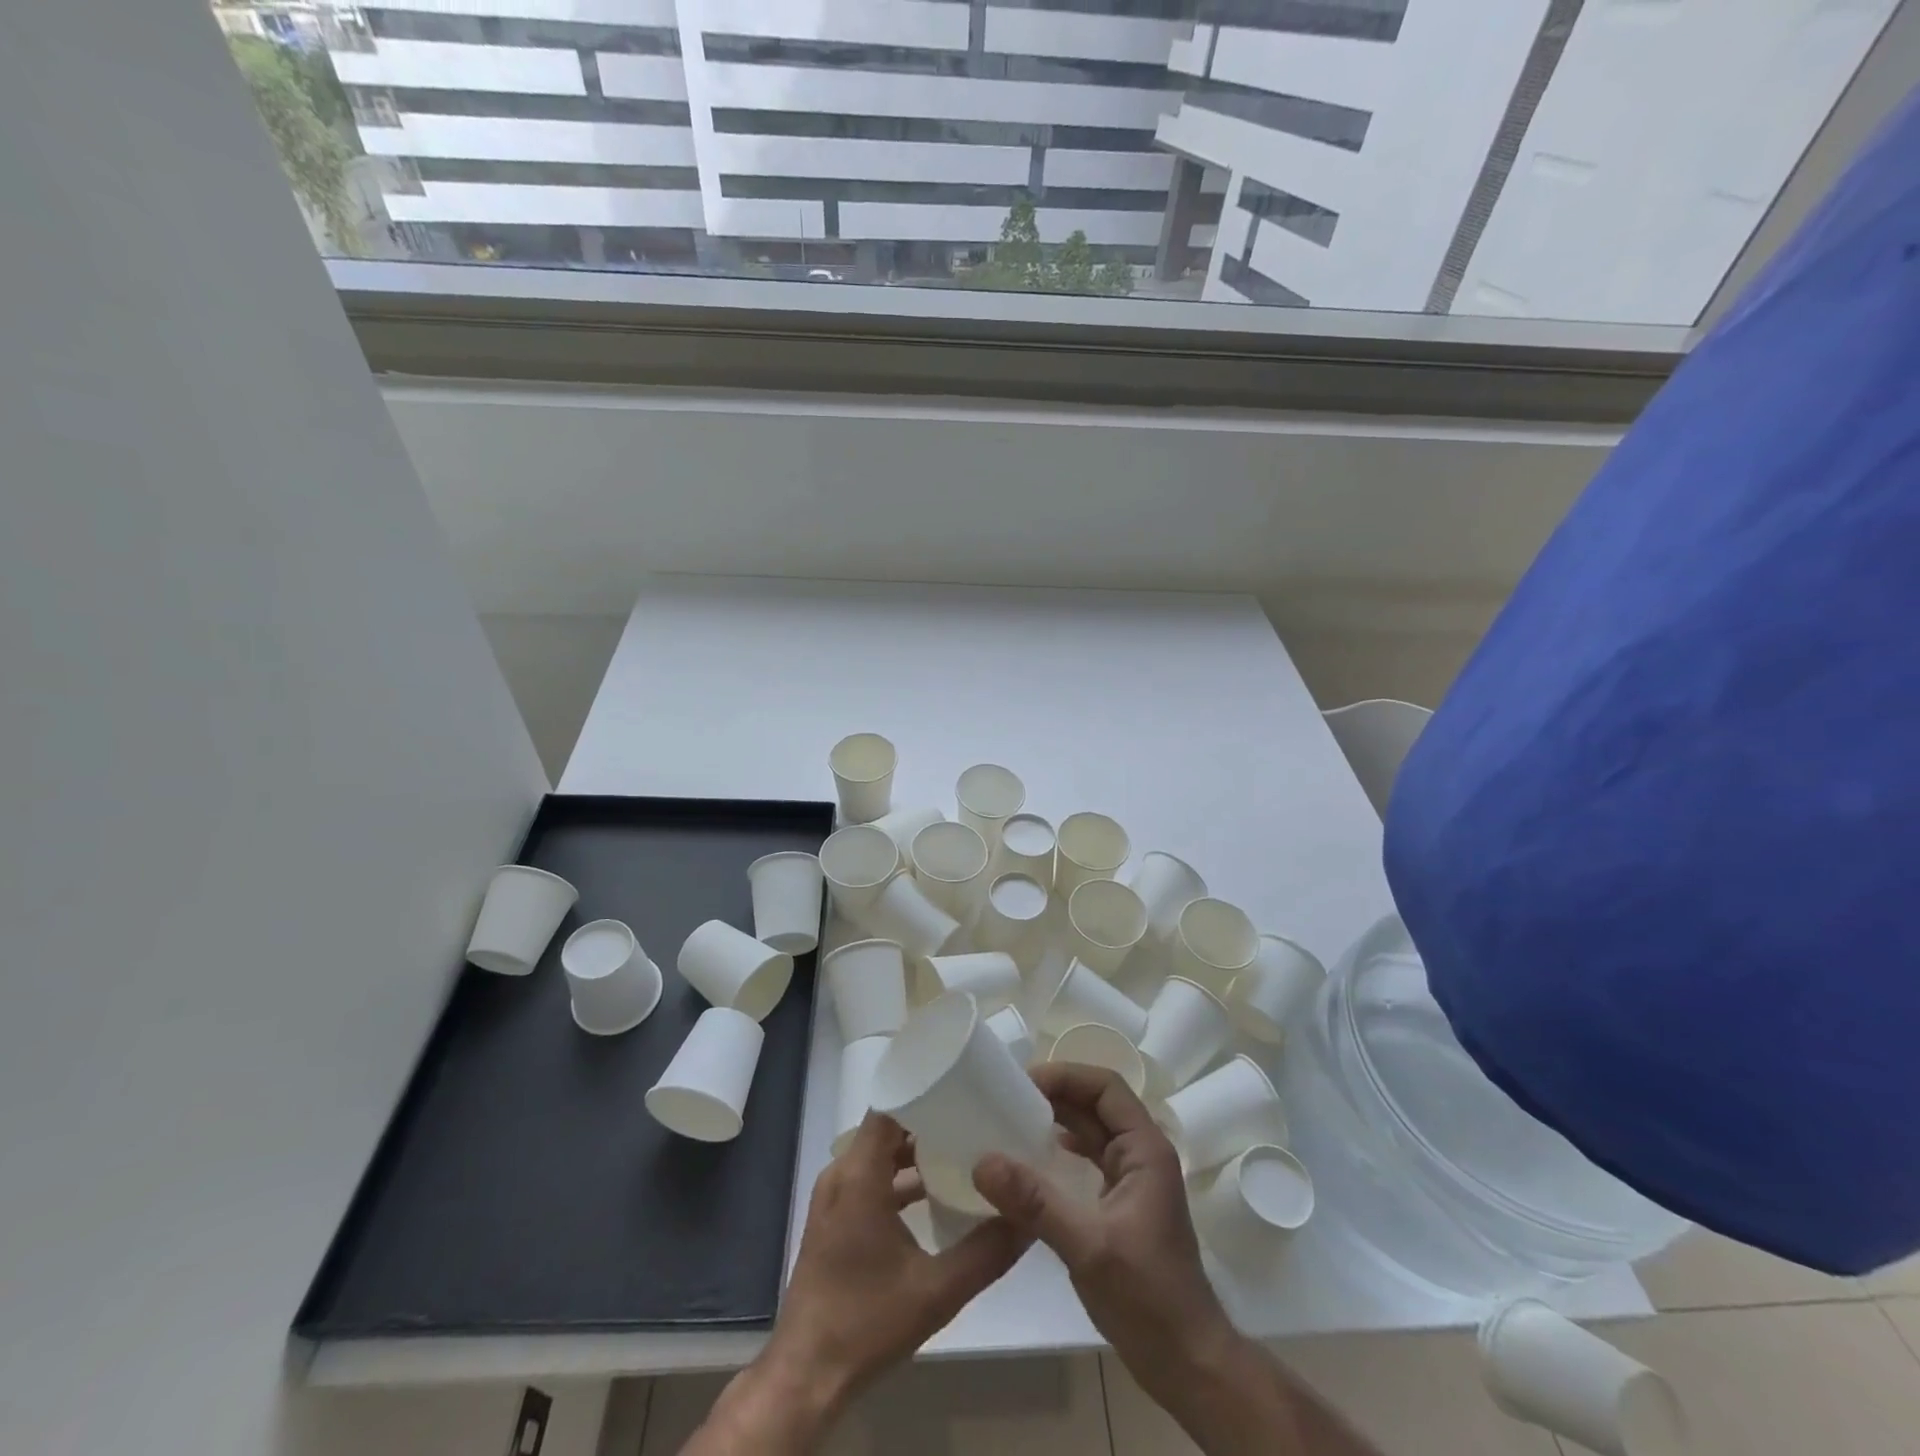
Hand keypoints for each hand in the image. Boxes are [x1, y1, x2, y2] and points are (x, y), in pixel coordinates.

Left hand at [697, 1112, 1026, 1452]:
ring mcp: (834, 1197)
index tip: (963, 1089)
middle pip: (887, 1127)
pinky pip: (868, 1177)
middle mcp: (841, 1174)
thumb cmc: (867, 1321)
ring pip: (877, 1154)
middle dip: (928, 1120)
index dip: (924, 1092)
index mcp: (859, 1175)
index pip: (890, 1107)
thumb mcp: (936, 1291)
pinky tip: (933, 1193)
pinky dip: (897, 1177)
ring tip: (960, 1149)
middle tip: (972, 1118)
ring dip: (913, 1151)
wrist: (807, 1373)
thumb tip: (1027, 1220)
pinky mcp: (834, 1219)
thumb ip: (985, 1252)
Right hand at [972, 1064, 1238, 1407]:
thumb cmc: (1148, 1298)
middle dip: (1056, 1094)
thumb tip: (983, 1161)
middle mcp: (1142, 1154)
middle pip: (1098, 1103)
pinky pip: (1089, 1158)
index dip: (1066, 1076)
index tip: (1022, 1082)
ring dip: (1057, 1120)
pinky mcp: (1122, 1204)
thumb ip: (1036, 1202)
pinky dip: (1062, 1149)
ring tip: (1013, 1120)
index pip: (1106, 1087)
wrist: (1188, 1363)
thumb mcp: (1088, 1246)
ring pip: (1093, 1130)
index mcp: (1146, 1149)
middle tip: (1008, 1097)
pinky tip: (1035, 1159)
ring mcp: (1134, 1179)